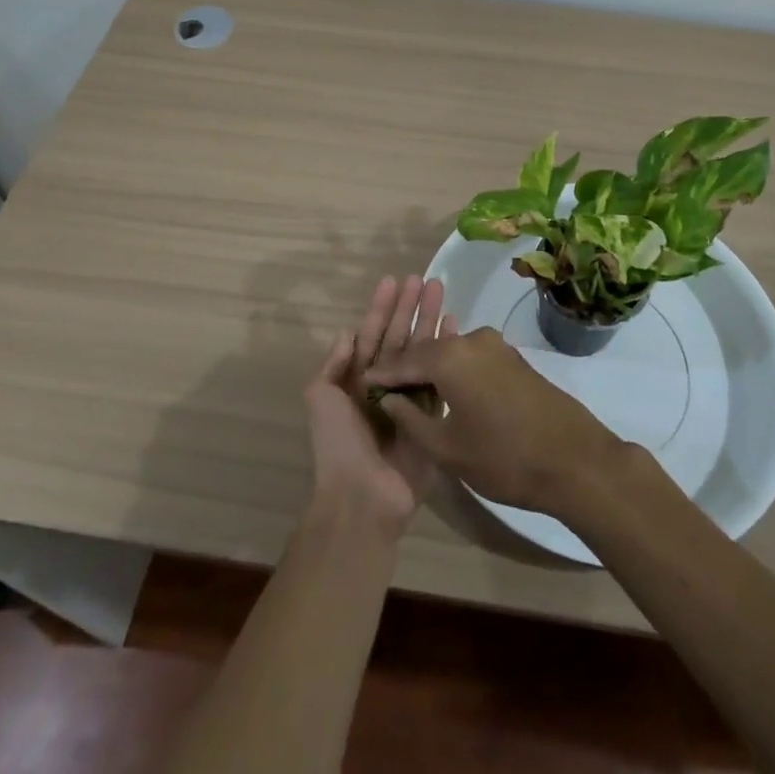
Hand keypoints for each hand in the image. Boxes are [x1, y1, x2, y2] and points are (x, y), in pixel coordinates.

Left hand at [303, 274, 447, 534]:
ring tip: (442, 293)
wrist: (362, 496)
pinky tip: (455, 329)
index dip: (381, 307)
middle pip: (400, 336)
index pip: (371, 333)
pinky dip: (447, 353)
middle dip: (411, 307)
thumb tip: (347, 331)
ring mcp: (409, 399)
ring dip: (430, 322)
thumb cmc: (338, 443)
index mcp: (356, 379)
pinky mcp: (431, 416)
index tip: (393, 280)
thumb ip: (334, 363)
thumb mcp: (320, 397)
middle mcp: (384, 383)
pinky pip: (440, 378)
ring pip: (421, 351)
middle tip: (426, 279)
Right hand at [364, 326, 626, 518]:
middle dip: (406, 368)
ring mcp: (496, 345)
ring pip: (451, 352)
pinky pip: (472, 357)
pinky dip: (455, 370)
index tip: (363, 385)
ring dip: (432, 368)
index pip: (403, 360)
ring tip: (415, 390)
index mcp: (449, 357)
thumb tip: (388, 399)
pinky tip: (449, 391)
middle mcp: (470, 339)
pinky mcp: (513, 357)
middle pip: (427, 350)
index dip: (382, 374)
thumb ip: (411, 419)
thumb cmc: (503, 458)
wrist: (574, 458)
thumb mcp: (447, 449)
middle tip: (386, 387)